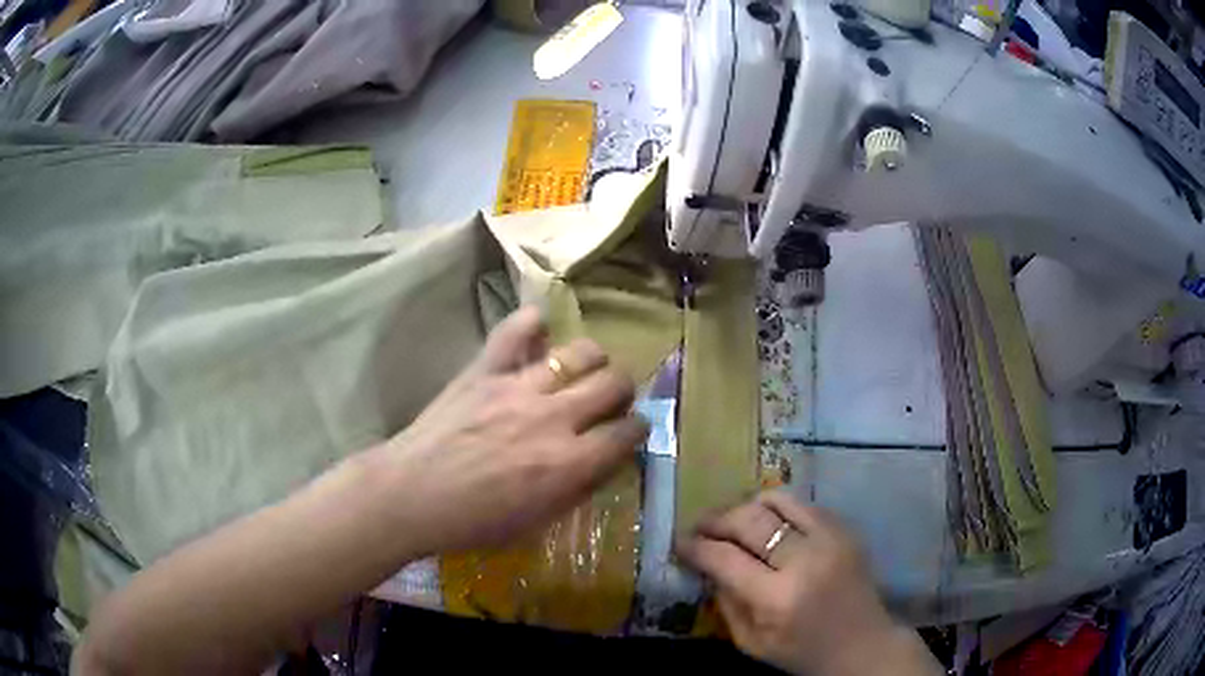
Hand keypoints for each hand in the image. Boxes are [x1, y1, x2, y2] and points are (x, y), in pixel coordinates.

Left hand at [373, 306, 648, 555]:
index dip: (638, 429)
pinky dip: (532, 322)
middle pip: (613, 383)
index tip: (630, 431)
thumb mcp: (537, 521)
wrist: (411, 494)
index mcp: (570, 464)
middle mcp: (554, 418)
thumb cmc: (473, 521)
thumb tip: (604, 461)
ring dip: (592, 360)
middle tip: (609, 399)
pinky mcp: (485, 371)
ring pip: (580, 352)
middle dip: (622, 390)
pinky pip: (516, 331)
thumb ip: (577, 488)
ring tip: (582, 369)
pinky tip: (540, 328)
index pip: (628, 432)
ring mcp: (519, 388)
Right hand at [677, 492, 938, 675]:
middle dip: (716, 520)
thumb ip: (725, 602)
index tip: (680, 543)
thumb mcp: (751, 643)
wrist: (862, 644)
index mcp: (778, 598)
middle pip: (749, 520)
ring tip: (731, 520)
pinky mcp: (845, 528)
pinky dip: (776, 508)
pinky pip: (802, 503)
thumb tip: (706, 564)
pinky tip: (766, 522)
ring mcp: (831, 538)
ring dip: (745, 506)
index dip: (696, 547)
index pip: (725, 558)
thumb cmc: (802, 653)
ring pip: (776, 500)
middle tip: (700, 527)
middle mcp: (806, 560)